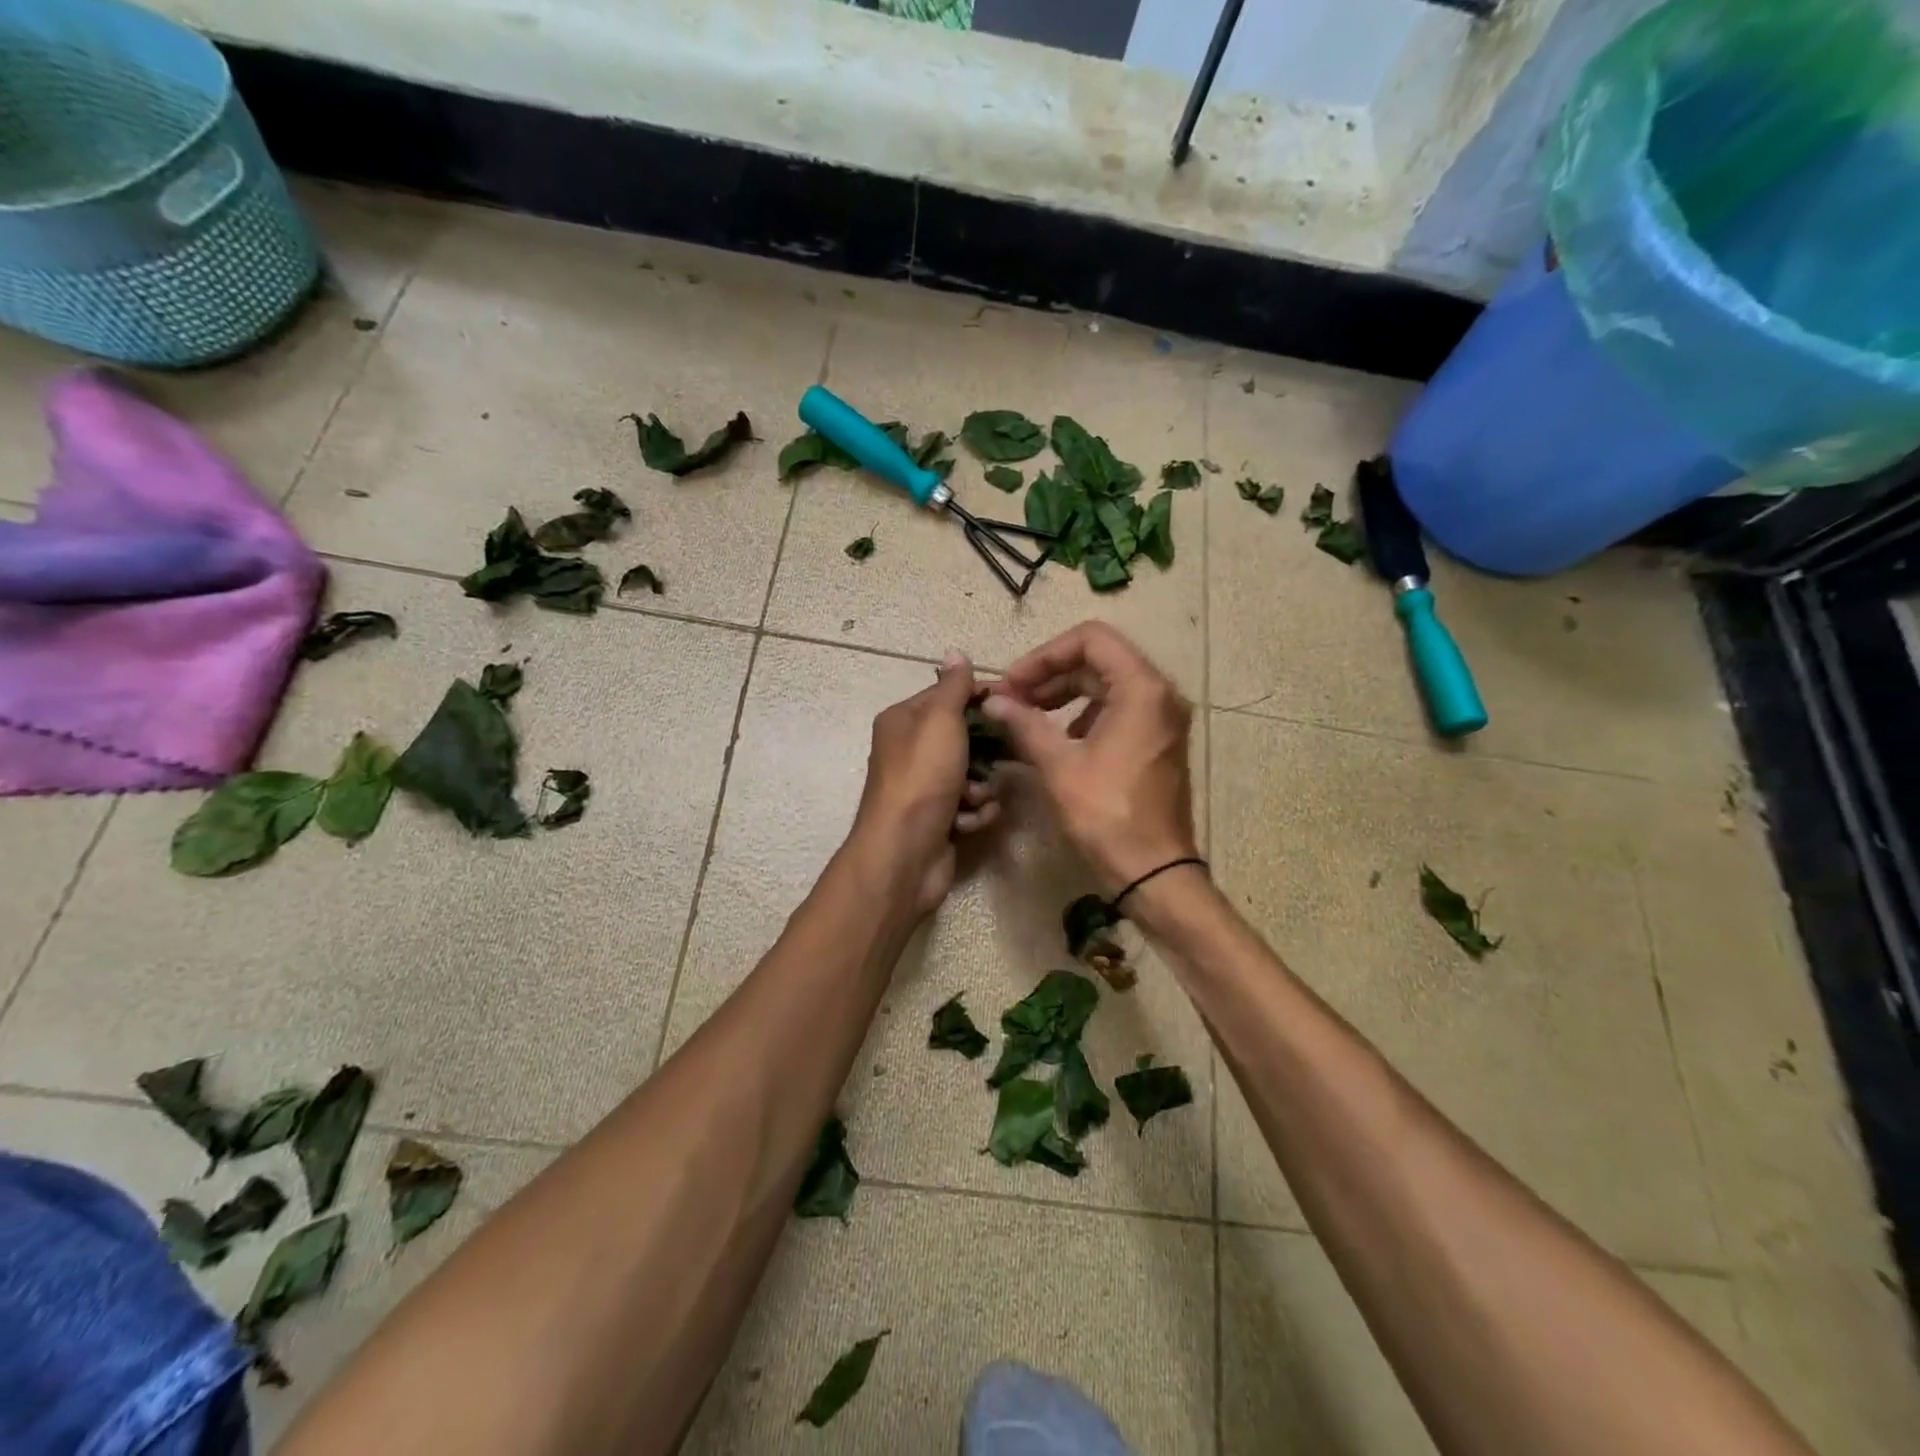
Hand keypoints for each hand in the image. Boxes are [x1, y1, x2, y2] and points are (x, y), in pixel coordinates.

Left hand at [851, 653, 1001, 915]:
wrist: (904, 853)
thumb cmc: (922, 778)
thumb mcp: (940, 721)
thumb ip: (952, 688)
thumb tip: (955, 653)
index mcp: (904, 721)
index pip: (949, 695)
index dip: (983, 697)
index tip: (1017, 704)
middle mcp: (911, 750)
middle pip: (965, 736)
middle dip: (987, 751)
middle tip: (1008, 754)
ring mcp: (925, 787)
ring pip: (973, 773)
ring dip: (981, 787)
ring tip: (973, 798)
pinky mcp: (938, 818)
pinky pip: (970, 805)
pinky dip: (974, 813)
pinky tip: (967, 823)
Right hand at [981, 622, 1197, 894]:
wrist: (1153, 871)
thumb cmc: (1107, 815)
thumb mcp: (1059, 766)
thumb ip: (1024, 724)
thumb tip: (992, 701)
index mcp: (1142, 689)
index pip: (1090, 639)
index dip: (1045, 655)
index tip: (1013, 683)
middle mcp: (1159, 694)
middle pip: (1098, 660)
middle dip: (1049, 675)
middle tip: (1010, 700)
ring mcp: (1161, 719)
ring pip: (1105, 685)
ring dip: (1062, 694)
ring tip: (1024, 717)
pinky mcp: (1156, 741)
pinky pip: (1116, 710)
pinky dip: (1081, 715)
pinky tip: (1053, 739)